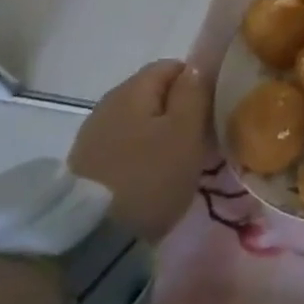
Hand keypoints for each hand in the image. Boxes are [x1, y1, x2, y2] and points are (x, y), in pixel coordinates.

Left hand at [69, 60, 209, 242]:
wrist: (93, 238)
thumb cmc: (150, 176)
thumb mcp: (185, 131)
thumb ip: (194, 92)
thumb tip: (200, 64)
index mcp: (131, 89)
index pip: (172, 66)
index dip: (198, 83)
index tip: (214, 110)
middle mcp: (108, 105)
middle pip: (155, 94)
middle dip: (182, 111)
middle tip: (204, 138)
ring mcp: (94, 136)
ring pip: (142, 121)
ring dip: (164, 135)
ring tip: (183, 160)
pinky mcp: (88, 165)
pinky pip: (127, 146)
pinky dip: (145, 154)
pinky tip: (156, 176)